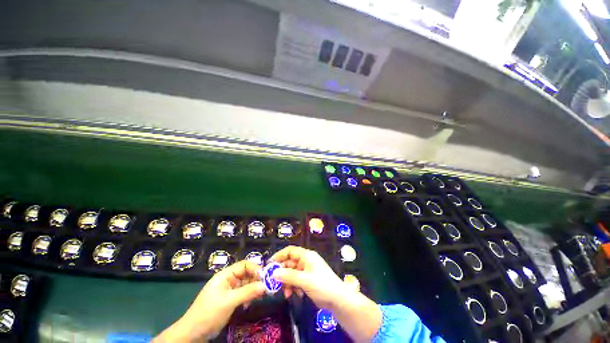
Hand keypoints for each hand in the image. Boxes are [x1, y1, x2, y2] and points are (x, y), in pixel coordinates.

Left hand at [154, 261, 264, 341]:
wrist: (193, 334)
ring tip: (263, 295)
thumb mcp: (229, 302)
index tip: (265, 276)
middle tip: (268, 286)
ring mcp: (230, 290)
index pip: (244, 265)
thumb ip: (247, 292)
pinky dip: (249, 296)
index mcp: (225, 275)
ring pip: (246, 284)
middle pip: (246, 273)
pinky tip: (252, 302)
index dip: (255, 268)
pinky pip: (244, 293)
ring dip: (254, 288)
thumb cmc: (209, 313)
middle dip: (257, 279)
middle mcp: (229, 280)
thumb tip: (265, 284)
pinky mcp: (231, 300)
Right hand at [270, 245, 347, 309]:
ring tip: (286, 293)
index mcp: (306, 256)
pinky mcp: (308, 280)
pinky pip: (296, 281)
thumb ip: (289, 276)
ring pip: (291, 274)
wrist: (338, 300)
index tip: (269, 265)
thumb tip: (273, 273)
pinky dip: (293, 287)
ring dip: (287, 283)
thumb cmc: (322, 286)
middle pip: (289, 263)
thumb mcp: (305, 280)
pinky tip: (295, 295)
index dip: (279, 256)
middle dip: (282, 273)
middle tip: (274, 284)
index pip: (290, 251)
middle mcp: (306, 261)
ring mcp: (307, 271)